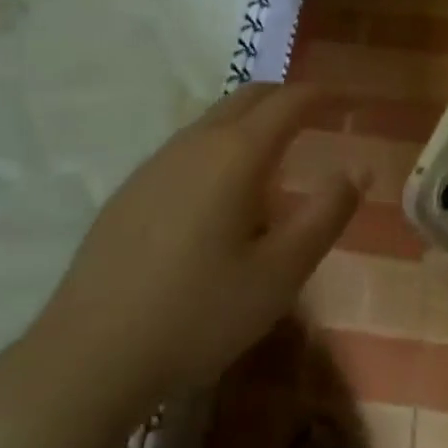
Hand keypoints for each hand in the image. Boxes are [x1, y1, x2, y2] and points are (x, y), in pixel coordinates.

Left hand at [35, 84, 361, 414]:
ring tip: (273, 155)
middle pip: (248, 97)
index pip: (288, 102)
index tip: (343, 100)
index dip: (320, 95)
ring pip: (214, 119)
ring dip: (250, 121)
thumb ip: (325, 215)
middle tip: (314, 117)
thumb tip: (357, 170)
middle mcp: (196, 142)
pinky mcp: (131, 188)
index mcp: (237, 154)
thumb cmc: (199, 312)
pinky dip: (219, 144)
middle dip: (285, 98)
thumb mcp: (280, 273)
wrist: (91, 352)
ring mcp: (157, 162)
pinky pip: (188, 145)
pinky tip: (219, 192)